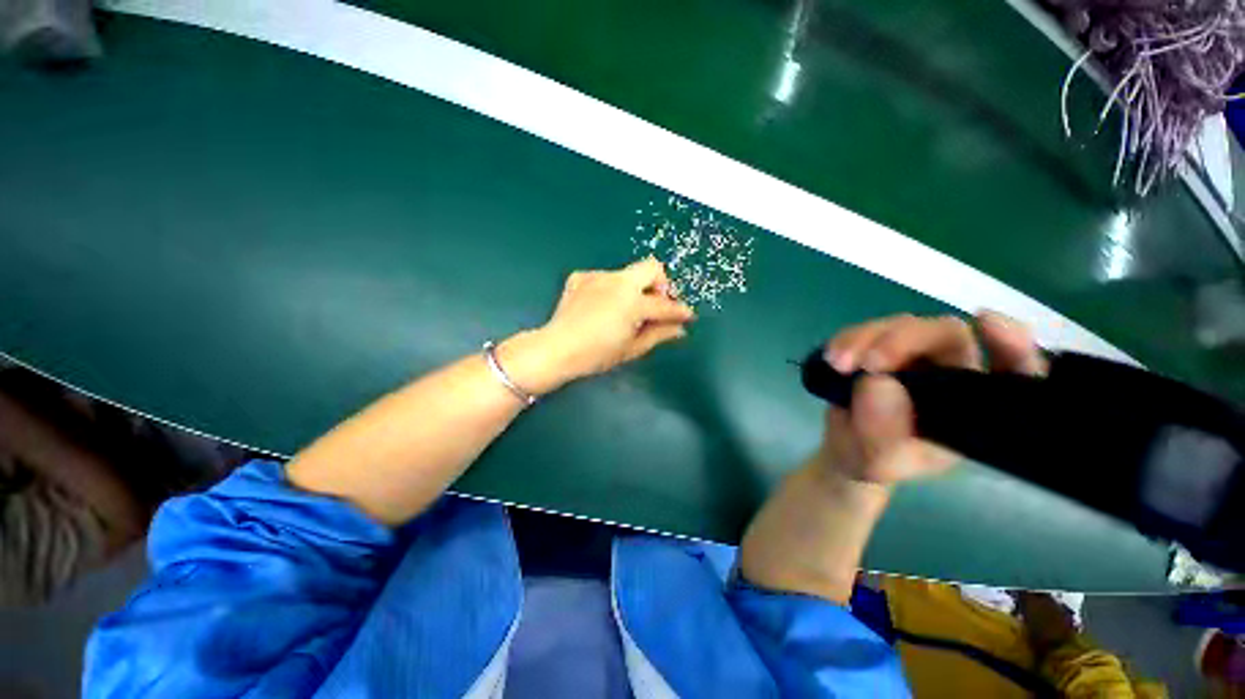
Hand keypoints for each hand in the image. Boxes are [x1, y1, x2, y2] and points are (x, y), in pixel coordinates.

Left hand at [501, 258, 694, 393]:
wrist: (557, 348)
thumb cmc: (597, 354)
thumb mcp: (632, 348)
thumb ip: (658, 334)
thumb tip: (679, 329)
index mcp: (633, 302)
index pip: (664, 304)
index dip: (680, 311)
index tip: (688, 315)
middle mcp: (618, 282)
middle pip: (652, 267)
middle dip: (661, 285)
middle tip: (656, 306)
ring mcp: (598, 276)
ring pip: (628, 274)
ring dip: (635, 289)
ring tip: (626, 310)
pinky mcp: (581, 277)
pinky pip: (605, 277)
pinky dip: (611, 289)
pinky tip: (603, 306)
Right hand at [814, 311, 1046, 485]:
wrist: (844, 445)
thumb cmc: (874, 459)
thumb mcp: (879, 461)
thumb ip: (882, 434)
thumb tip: (877, 382)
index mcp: (970, 403)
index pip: (1011, 370)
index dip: (1011, 345)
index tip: (987, 324)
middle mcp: (950, 371)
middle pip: (945, 334)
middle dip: (904, 341)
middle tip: (868, 363)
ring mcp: (912, 354)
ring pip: (901, 325)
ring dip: (865, 339)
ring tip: (837, 365)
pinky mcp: (877, 345)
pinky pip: (866, 329)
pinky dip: (847, 338)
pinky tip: (831, 357)